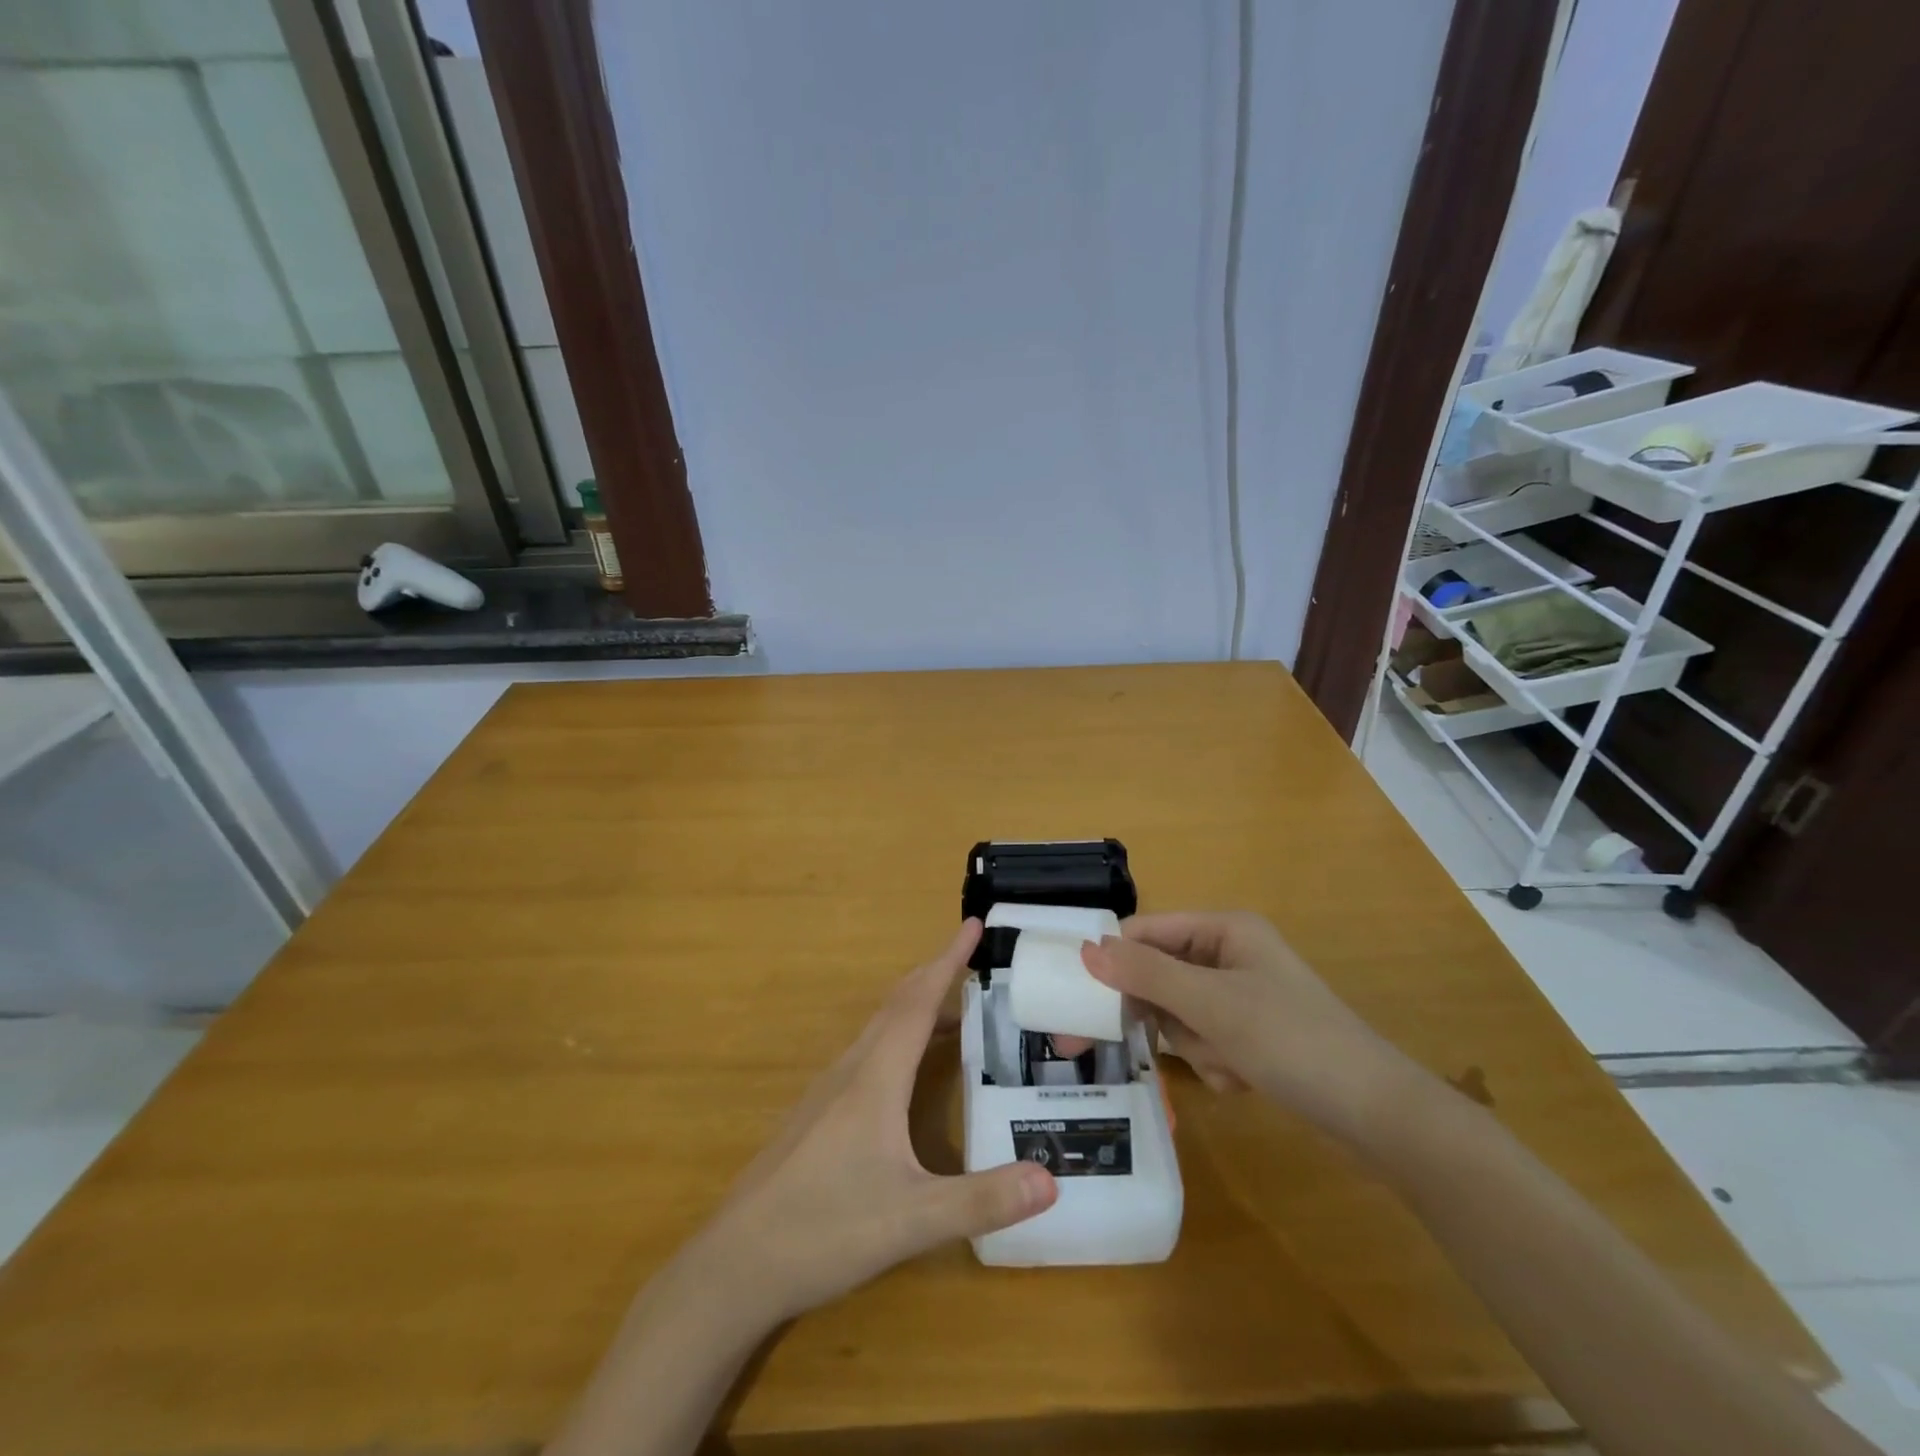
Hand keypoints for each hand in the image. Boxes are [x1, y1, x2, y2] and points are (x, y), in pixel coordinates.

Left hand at [691, 920, 1056, 1324]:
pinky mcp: (817, 1115)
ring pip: (879, 1029)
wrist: (735, 1265)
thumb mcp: (911, 1220)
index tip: (973, 924)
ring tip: (956, 1012)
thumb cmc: (823, 1230)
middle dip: (936, 974)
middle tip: (974, 959)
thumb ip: (981, 1200)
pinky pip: (867, 1054)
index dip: (948, 960)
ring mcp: (828, 1091)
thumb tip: (1051, 1179)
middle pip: (897, 1005)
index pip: (918, 1001)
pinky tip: (908, 1071)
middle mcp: (851, 1070)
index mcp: (875, 1077)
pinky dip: (898, 1038)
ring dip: (917, 1007)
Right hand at [1082, 911, 1431, 1144]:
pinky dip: (1214, 1061)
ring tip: (1226, 1064)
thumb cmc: (1291, 1041)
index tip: (1080, 999)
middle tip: (1138, 1045)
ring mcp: (1242, 994)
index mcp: (1224, 929)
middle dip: (1164, 1016)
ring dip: (1193, 1044)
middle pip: (1160, 975)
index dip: (1114, 961)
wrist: (1377, 1114)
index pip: (1146, 932)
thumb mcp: (1211, 1004)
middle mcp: (1231, 953)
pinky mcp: (1252, 1031)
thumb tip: (1086, 950)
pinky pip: (1205, 1038)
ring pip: (1180, 1013)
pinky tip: (1241, 1078)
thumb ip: (1145, 975)